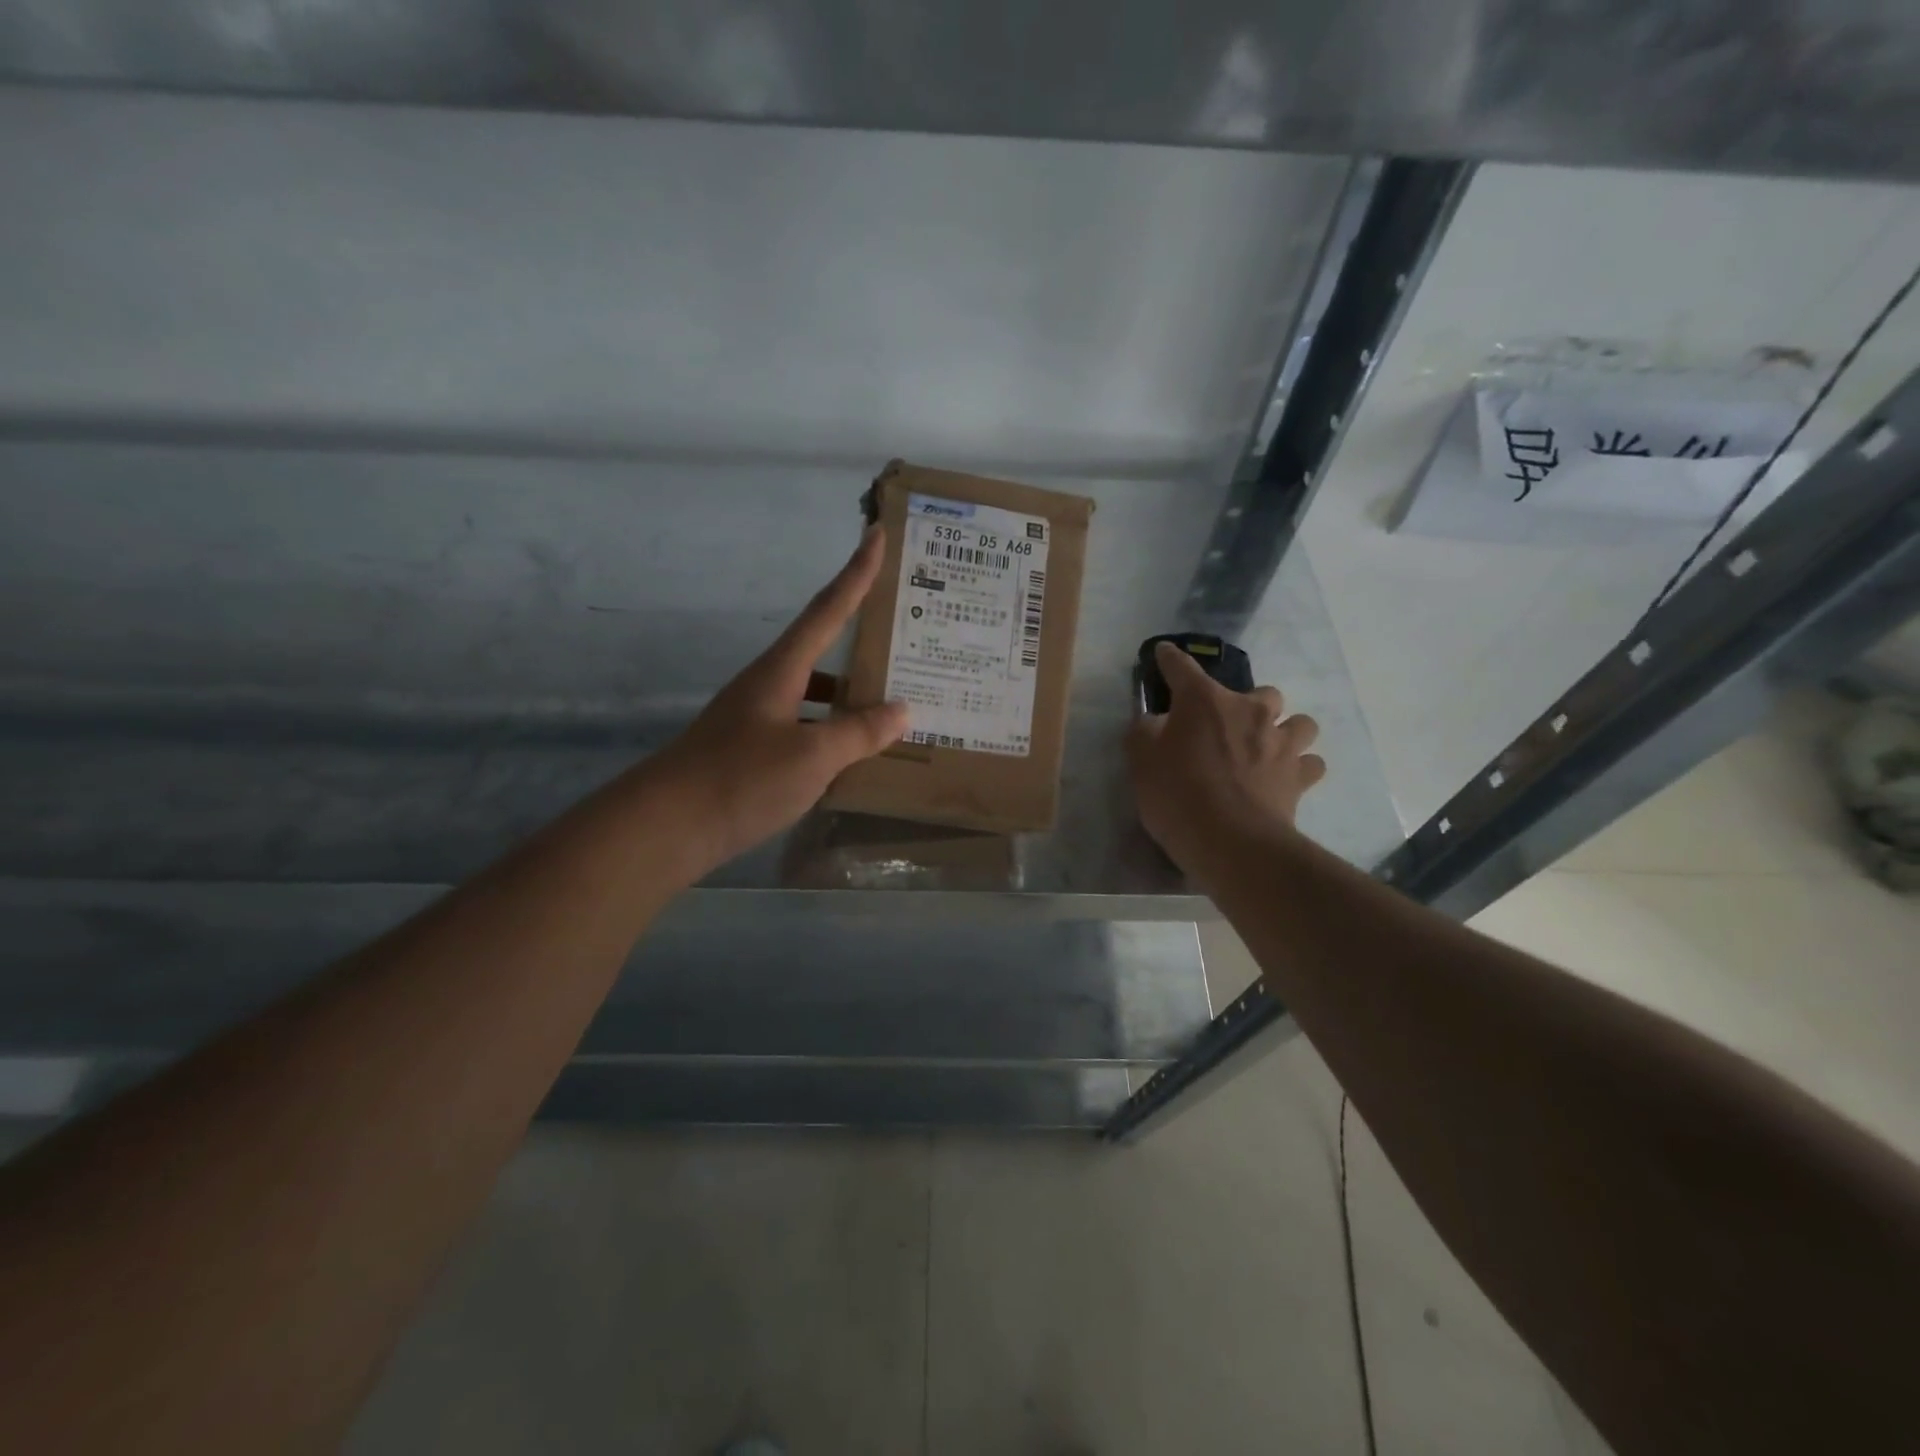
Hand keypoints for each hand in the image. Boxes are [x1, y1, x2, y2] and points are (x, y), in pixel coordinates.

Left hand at [657, 525, 907, 866]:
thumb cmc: (741, 779)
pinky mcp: (752, 752)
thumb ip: (859, 733)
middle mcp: (769, 685)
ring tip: (895, 705)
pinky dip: (833, 734)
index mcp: (782, 670)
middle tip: (907, 638)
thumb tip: (902, 710)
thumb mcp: (812, 756)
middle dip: (862, 639)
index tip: (876, 533)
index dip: (856, 572)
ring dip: (851, 697)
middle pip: (824, 650)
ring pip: (816, 695)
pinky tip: (854, 757)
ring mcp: (758, 719)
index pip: (828, 609)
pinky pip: (806, 729)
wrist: (666, 827)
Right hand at [1125, 641, 1325, 872]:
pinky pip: (1310, 763)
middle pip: (1262, 692)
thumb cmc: (1177, 795)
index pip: (1182, 668)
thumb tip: (1156, 722)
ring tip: (1268, 748)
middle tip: (1229, 727)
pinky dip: (1299, 767)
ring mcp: (1281, 743)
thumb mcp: (1140, 762)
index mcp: (1204, 701)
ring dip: (1285, 730)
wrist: (1231, 842)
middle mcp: (1249, 711)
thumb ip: (1145, 733)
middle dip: (1248, 704)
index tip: (1164, 654)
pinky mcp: (1300, 777)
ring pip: (1299, 723)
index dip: (1170, 659)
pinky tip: (1284, 778)